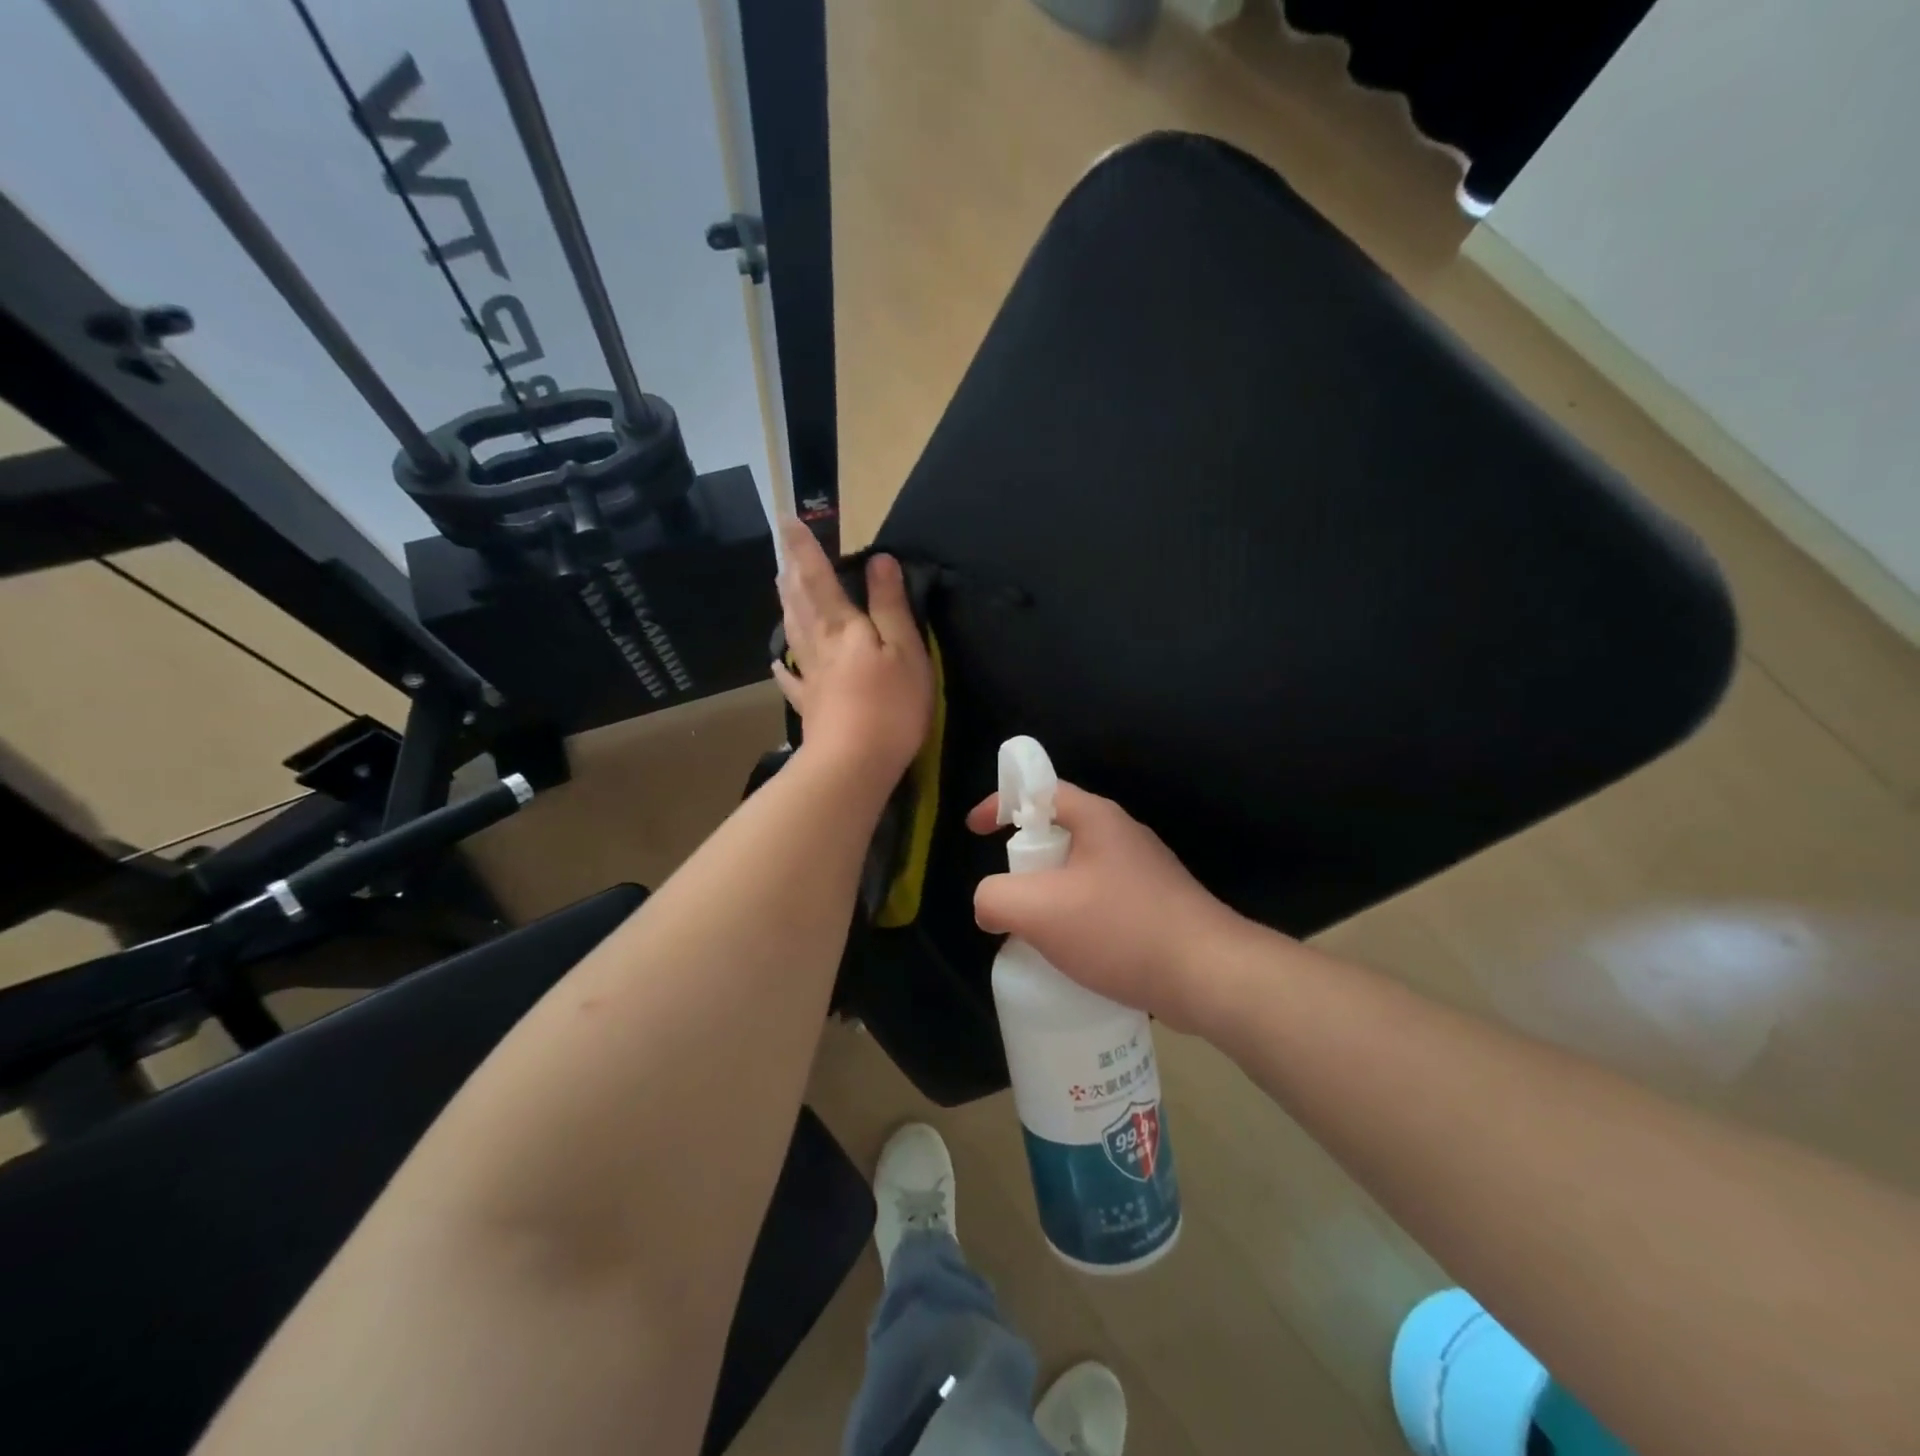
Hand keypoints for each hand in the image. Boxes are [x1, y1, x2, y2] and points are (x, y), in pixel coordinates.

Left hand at [771, 517, 932, 788]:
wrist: (854, 764)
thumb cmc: (890, 704)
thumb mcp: (904, 649)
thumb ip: (890, 605)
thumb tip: (879, 561)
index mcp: (841, 626)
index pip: (818, 576)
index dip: (803, 548)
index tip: (787, 520)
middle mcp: (818, 645)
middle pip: (799, 602)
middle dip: (792, 573)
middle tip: (783, 553)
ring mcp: (810, 677)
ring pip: (793, 633)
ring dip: (787, 606)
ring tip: (781, 589)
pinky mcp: (811, 706)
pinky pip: (792, 679)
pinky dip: (784, 667)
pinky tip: (778, 663)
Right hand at [969, 782, 1248, 1030]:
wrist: (1210, 975)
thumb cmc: (1121, 930)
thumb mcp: (1039, 912)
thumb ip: (995, 898)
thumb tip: (990, 905)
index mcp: (1097, 818)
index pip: (1039, 790)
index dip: (1001, 803)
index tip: (975, 831)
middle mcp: (1122, 835)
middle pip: (1057, 832)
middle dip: (1025, 860)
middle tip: (1010, 895)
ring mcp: (1143, 870)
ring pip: (1078, 871)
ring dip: (1050, 894)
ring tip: (1037, 932)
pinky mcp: (1155, 904)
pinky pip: (1100, 899)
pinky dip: (1076, 917)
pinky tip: (1074, 954)